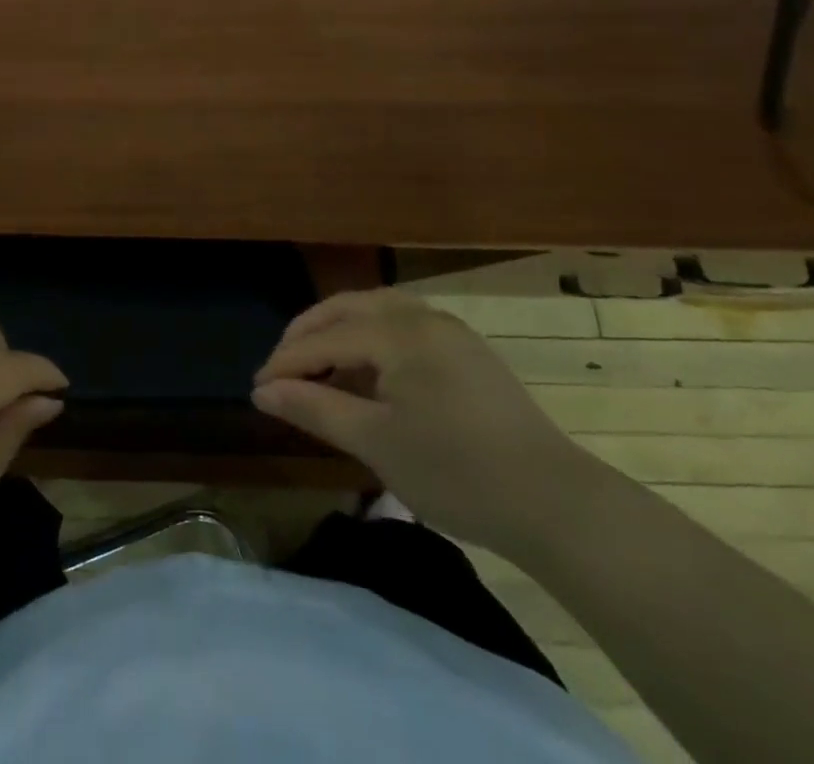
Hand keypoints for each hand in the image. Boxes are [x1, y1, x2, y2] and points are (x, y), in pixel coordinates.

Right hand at [253, 289, 590, 554]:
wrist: (556, 504)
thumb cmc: (457, 473)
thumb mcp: (375, 443)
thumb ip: (314, 408)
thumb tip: (263, 392)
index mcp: (396, 332)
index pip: (324, 338)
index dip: (285, 363)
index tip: (256, 389)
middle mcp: (420, 315)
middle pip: (347, 309)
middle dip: (307, 335)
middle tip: (280, 370)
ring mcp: (448, 329)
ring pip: (376, 310)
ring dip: (339, 331)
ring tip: (318, 366)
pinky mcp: (466, 349)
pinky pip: (403, 326)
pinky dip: (372, 339)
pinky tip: (367, 372)